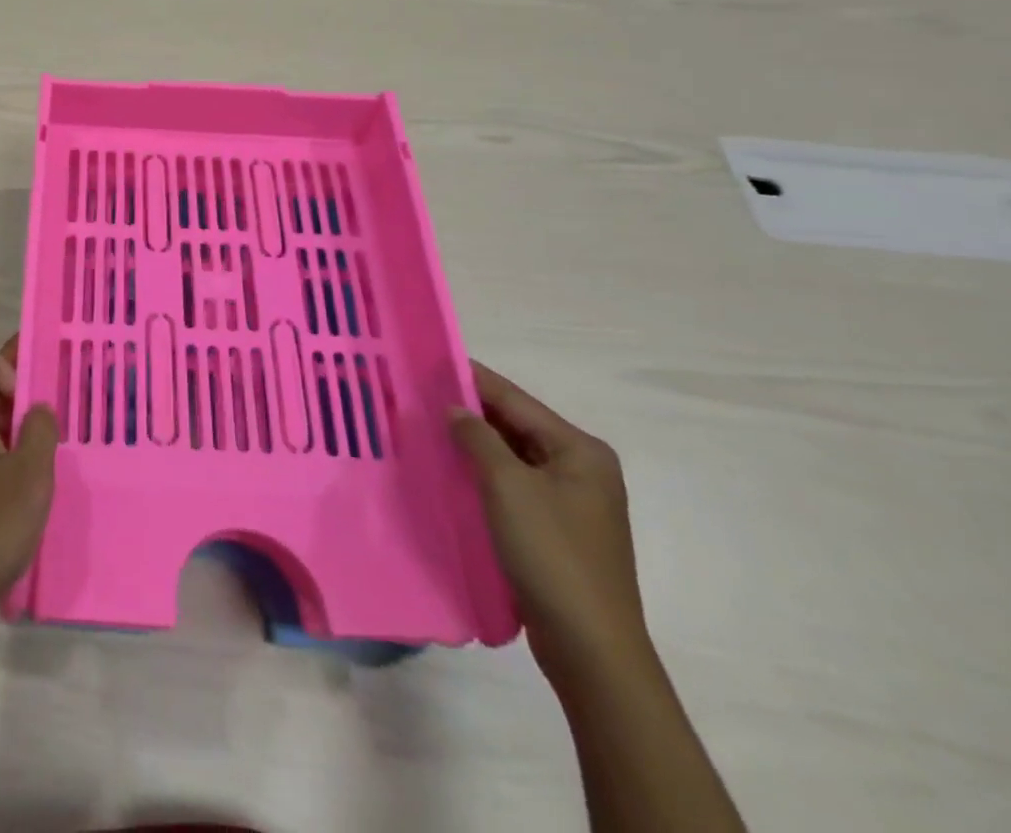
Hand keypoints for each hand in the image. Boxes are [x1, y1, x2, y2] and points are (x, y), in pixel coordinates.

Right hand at [449, 361, 650, 689]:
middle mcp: (582, 469)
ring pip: (513, 456)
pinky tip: (451, 470)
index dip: (473, 380)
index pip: (516, 400)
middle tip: (420, 394)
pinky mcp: (557, 529)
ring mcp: (571, 502)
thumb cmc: (551, 554)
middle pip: (516, 426)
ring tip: (427, 426)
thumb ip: (478, 438)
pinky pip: (514, 485)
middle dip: (471, 412)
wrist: (590, 648)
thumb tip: (455, 408)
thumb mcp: (507, 486)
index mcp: (580, 451)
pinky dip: (484, 474)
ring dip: (475, 444)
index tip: (431, 361)